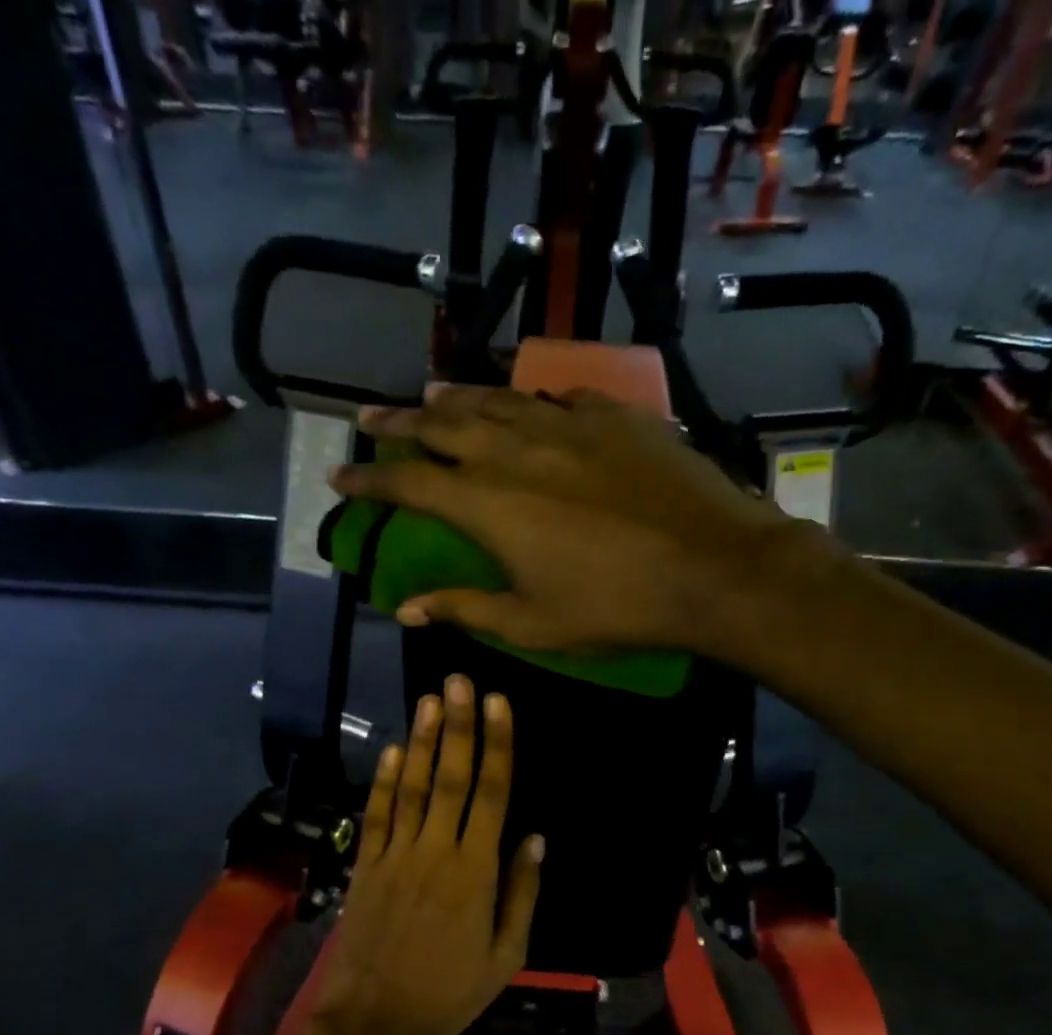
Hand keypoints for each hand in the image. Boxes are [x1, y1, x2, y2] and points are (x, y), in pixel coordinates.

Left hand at [312, 675, 543, 1034]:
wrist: (373, 1023)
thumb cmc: (448, 994)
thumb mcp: (505, 957)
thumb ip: (521, 894)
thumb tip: (536, 839)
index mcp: (475, 872)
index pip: (492, 795)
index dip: (497, 746)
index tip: (498, 704)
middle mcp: (435, 851)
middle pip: (451, 778)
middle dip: (458, 726)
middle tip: (460, 680)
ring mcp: (395, 856)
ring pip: (413, 787)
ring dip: (423, 741)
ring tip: (430, 699)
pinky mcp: (365, 866)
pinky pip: (377, 815)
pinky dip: (384, 781)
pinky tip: (394, 750)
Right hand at [335, 386, 821, 657]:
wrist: (711, 567)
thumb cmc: (614, 606)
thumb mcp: (531, 623)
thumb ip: (464, 608)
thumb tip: (405, 608)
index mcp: (487, 502)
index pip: (408, 481)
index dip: (369, 478)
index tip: (341, 475)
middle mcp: (516, 449)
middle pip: (442, 424)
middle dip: (398, 421)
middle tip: (369, 416)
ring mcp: (568, 424)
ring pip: (496, 400)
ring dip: (456, 398)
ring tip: (431, 395)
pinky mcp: (615, 417)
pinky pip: (558, 400)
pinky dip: (530, 403)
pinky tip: (529, 406)